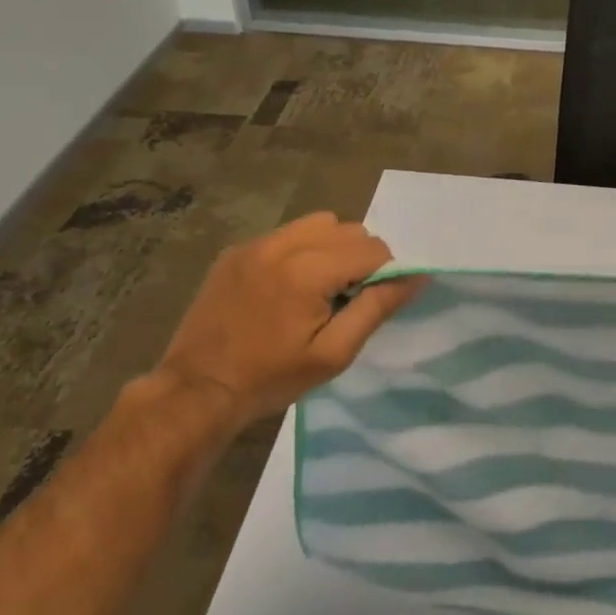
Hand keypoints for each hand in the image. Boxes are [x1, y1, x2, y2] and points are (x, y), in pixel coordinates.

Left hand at [157, 212, 419, 429]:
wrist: (197, 391)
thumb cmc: (271, 378)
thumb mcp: (334, 353)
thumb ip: (377, 308)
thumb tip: (418, 277)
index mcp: (308, 271)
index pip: (373, 248)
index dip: (384, 274)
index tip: (367, 304)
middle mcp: (282, 245)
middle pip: (349, 229)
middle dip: (359, 259)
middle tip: (344, 299)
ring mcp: (255, 244)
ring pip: (319, 223)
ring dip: (332, 247)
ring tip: (318, 287)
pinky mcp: (236, 250)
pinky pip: (287, 234)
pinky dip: (301, 250)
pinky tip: (286, 286)